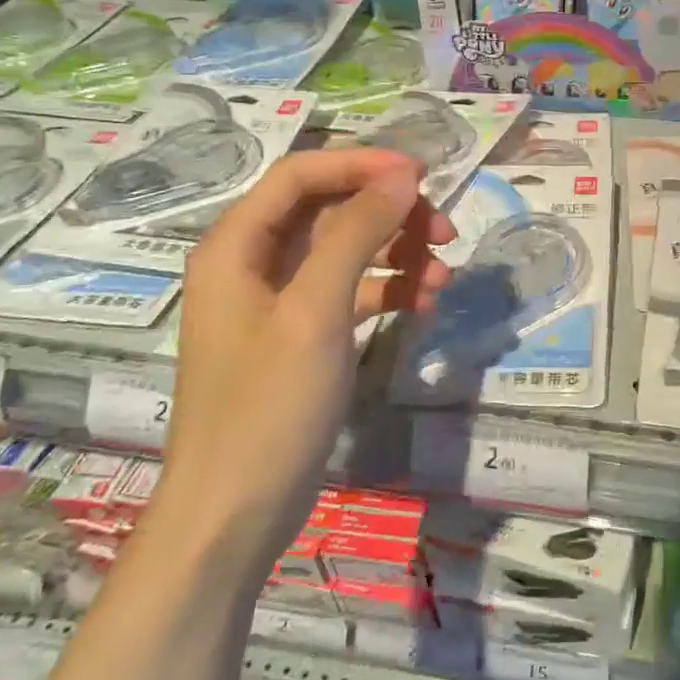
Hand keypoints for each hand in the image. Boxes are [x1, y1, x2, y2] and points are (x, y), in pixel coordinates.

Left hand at [157, 150, 454, 572]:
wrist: (235, 515)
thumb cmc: (268, 407)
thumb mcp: (316, 311)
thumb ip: (357, 233)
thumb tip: (402, 177)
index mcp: (236, 246)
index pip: (301, 174)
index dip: (361, 163)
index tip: (422, 175)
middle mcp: (252, 263)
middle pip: (328, 209)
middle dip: (389, 213)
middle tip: (444, 231)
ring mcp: (277, 302)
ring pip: (345, 250)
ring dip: (396, 253)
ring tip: (444, 275)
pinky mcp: (301, 336)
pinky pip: (350, 291)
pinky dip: (387, 290)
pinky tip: (423, 304)